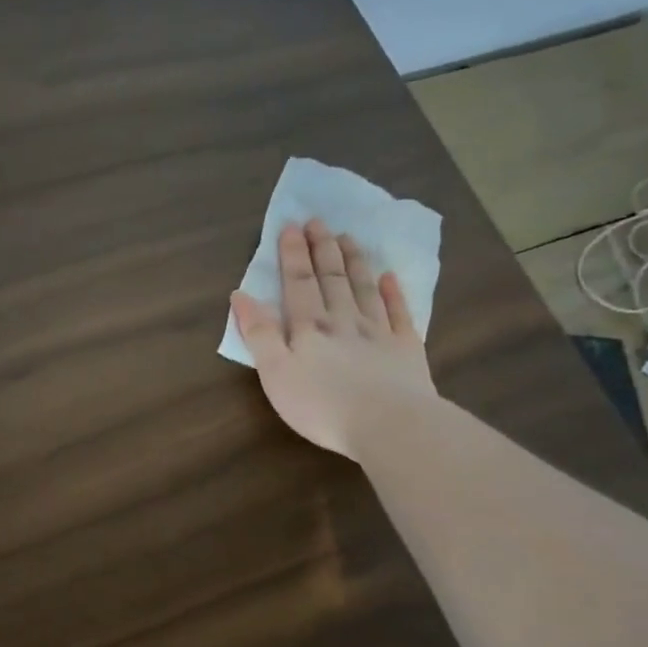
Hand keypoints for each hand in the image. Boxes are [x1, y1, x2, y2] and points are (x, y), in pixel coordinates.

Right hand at [230, 219, 437, 458]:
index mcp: (309, 328)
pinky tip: (390, 277)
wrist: (389, 425)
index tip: (291, 226)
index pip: (298, 284)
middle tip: (318, 221)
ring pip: (364, 289)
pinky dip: (394, 294)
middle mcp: (344, 321)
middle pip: (332, 279)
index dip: (292, 255)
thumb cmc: (322, 406)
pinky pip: (399, 314)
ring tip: (348, 238)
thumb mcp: (275, 374)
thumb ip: (259, 334)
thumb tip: (241, 295)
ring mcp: (379, 333)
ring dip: (354, 262)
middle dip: (322, 249)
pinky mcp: (407, 350)